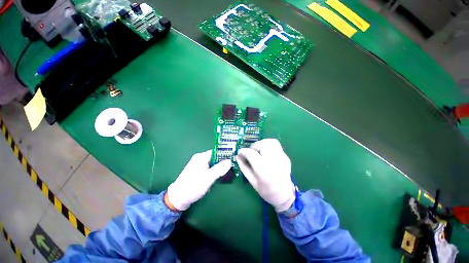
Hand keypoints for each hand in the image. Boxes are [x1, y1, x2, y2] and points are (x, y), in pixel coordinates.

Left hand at [167, 150, 231, 210]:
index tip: (234, 157)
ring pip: (213, 163)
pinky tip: (220, 176)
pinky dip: (215, 171)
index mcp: (201, 157)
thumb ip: (219, 169)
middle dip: (224, 161)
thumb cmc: (193, 187)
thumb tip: (230, 161)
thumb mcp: (208, 178)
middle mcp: (200, 158)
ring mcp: (199, 165)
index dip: (225, 154)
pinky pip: (210, 168)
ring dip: (220, 167)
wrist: (177, 199)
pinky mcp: (199, 171)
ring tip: (229, 171)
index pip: (216, 151)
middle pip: (215, 157)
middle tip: (233, 166)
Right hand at [237, 139, 294, 211]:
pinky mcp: (285, 156)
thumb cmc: (266, 191)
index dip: (243, 151)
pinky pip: (276, 145)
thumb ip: (244, 167)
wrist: (285, 195)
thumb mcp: (252, 181)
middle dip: (254, 146)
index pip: (251, 153)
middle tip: (251, 152)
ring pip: (271, 142)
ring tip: (259, 151)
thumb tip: (238, 156)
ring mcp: (282, 157)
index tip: (240, 153)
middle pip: (263, 144)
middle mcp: (274, 161)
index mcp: (264, 169)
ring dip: (262, 144)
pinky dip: (269, 146)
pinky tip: (266, 154)